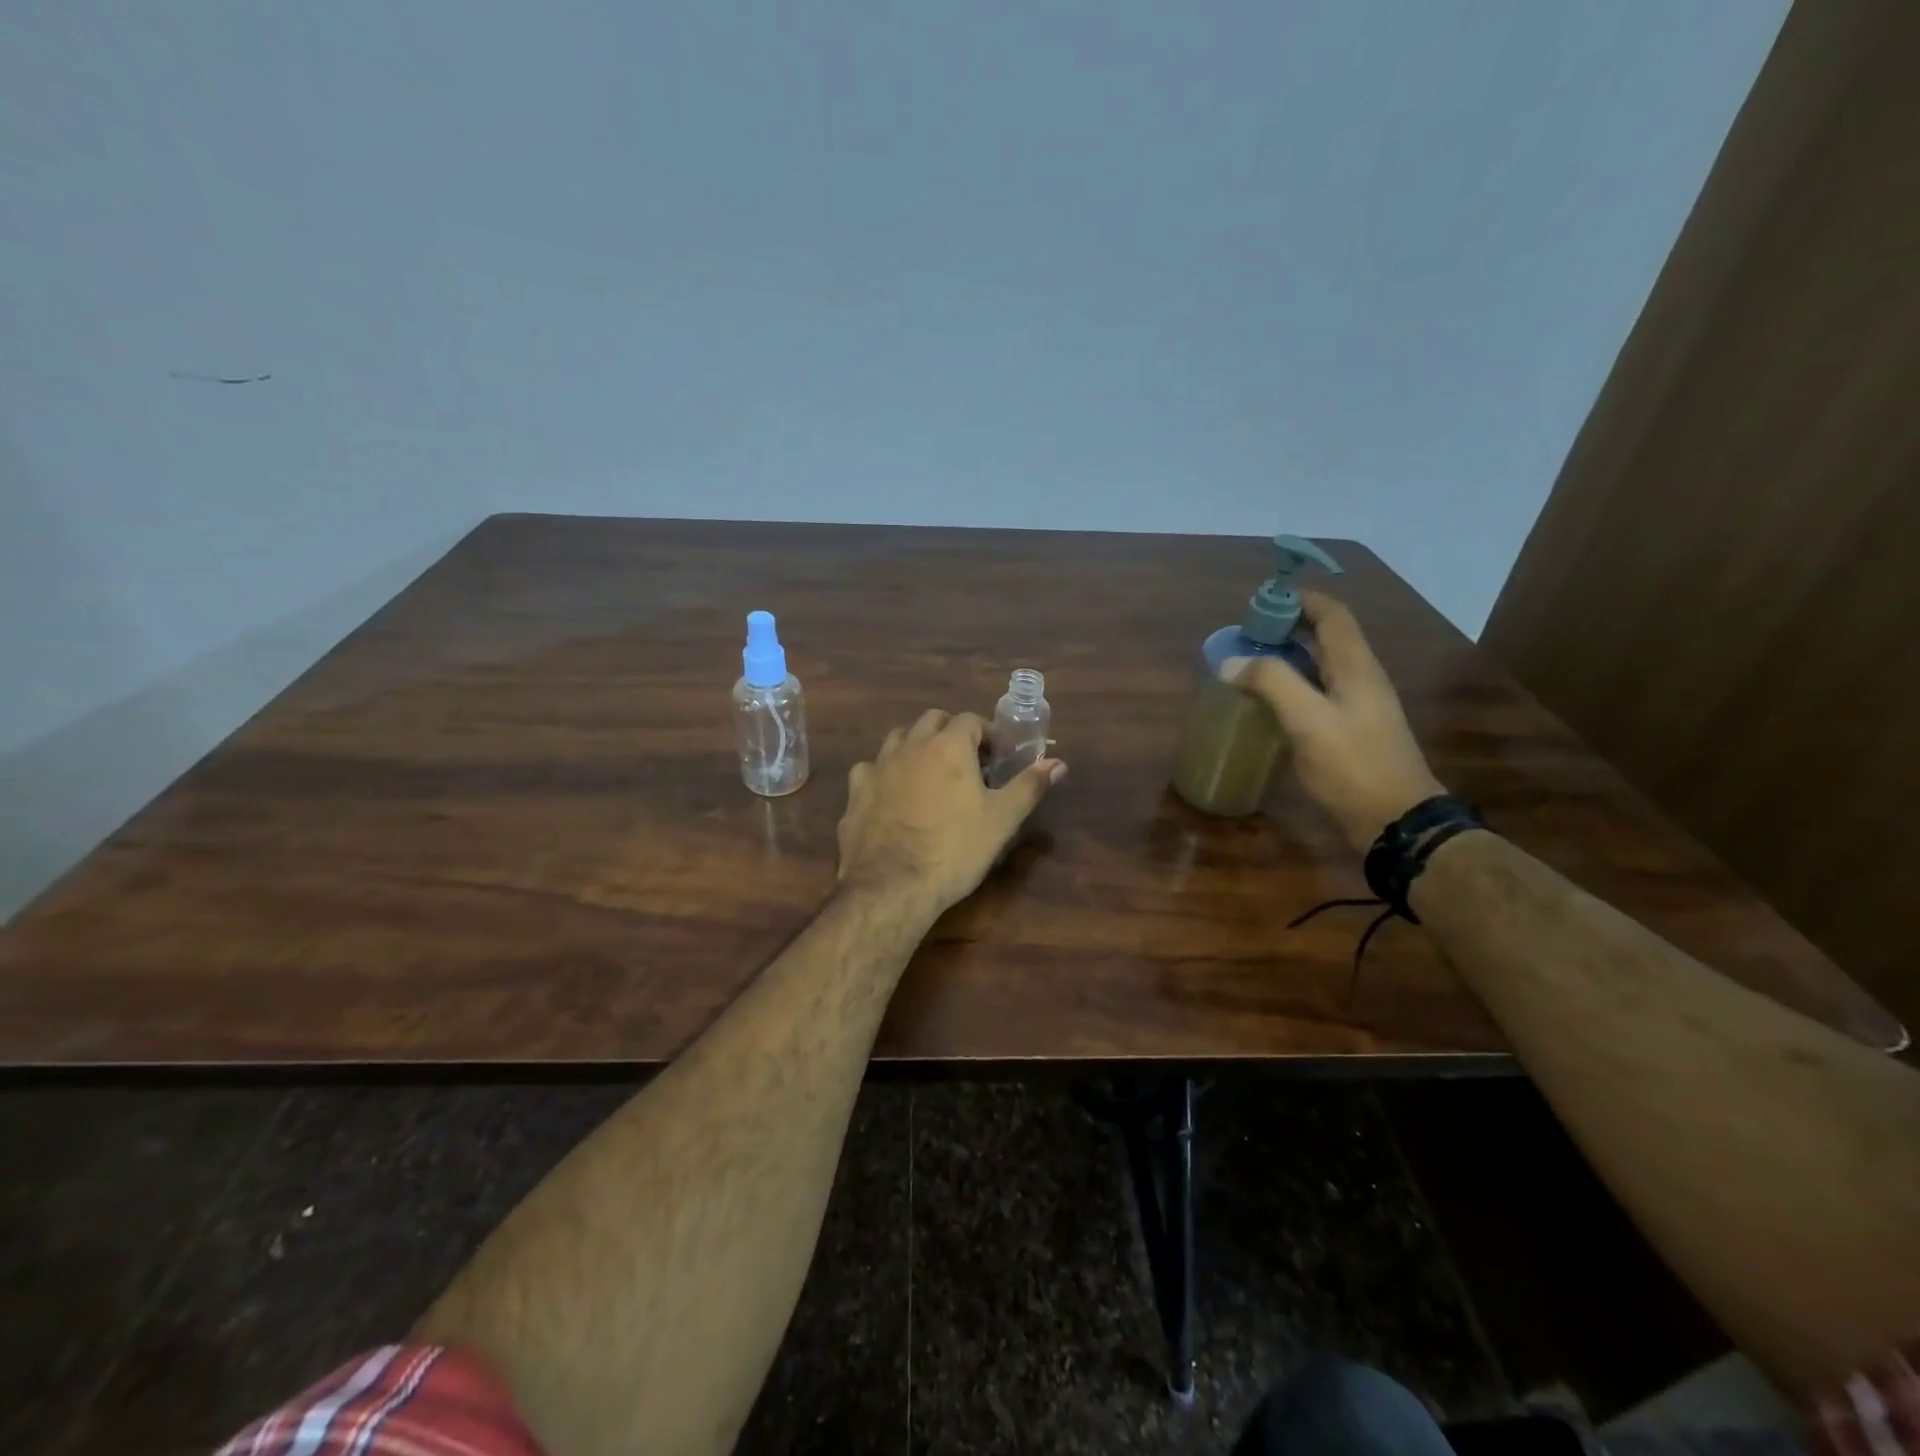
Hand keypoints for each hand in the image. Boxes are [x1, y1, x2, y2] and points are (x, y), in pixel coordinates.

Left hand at [837, 710, 1065, 910]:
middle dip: (952, 733)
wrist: (891, 885)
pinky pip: (871, 770)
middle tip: (968, 762)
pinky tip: (892, 797)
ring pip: (899, 739)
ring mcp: (878, 766)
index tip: (998, 756)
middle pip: (932, 720)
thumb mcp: (1002, 820)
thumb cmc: (955, 850)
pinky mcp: (856, 792)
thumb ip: (1029, 786)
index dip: (988, 734)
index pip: (971, 720)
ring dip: (917, 747)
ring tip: (930, 775)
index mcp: (949, 746)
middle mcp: (910, 745)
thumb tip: (1057, 763)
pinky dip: (886, 775)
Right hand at [1222, 589, 1444, 851]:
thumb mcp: (1308, 720)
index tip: (1260, 603)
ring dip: (1286, 658)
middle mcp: (1359, 678)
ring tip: (1247, 664)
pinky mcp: (1349, 731)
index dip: (1299, 600)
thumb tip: (1230, 661)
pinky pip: (1317, 693)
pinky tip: (1266, 703)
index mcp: (1356, 666)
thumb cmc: (1353, 765)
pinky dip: (1291, 687)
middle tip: (1245, 636)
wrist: (1395, 820)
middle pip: (1325, 637)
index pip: (1332, 614)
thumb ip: (1271, 683)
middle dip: (1286, 628)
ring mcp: (1357, 706)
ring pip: (1319, 666)